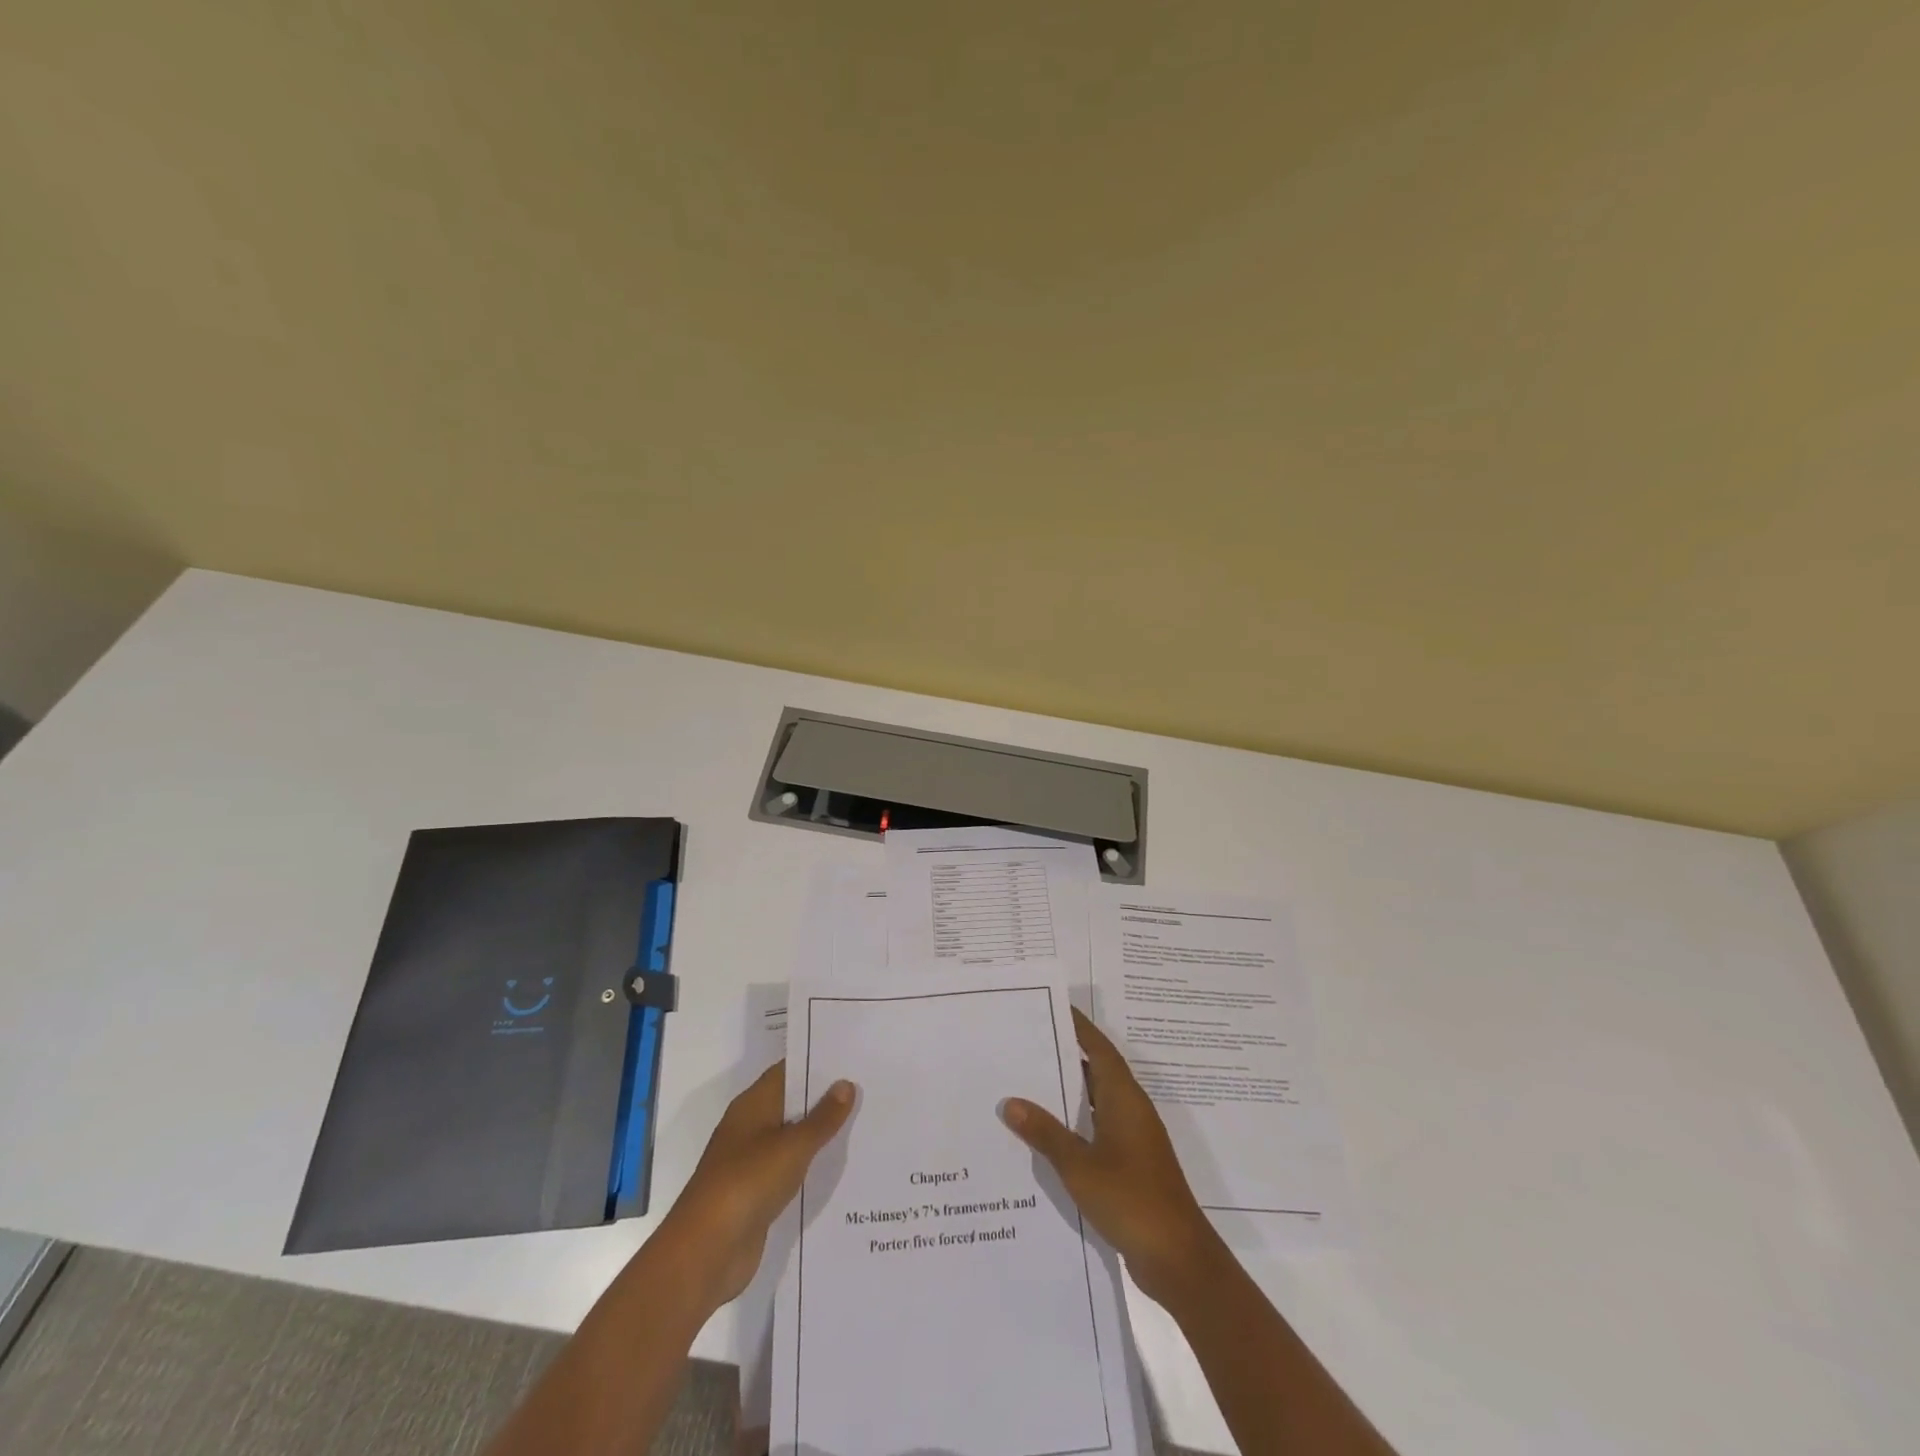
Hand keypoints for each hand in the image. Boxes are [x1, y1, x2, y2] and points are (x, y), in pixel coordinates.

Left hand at [657, 1062, 854, 1309]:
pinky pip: (790, 1170)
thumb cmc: (747, 1183)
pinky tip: (841, 1167)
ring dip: (821, 1134)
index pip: (788, 1071)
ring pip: (793, 1138)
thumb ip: (822, 1118)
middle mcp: (751, 1127)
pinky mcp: (757, 1194)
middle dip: (826, 1098)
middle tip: (868, 1088)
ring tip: (864, 1123)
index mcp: (753, 1104)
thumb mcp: (792, 1146)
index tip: (852, 1058)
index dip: (818, 1062)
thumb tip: (846, 1084)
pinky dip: (811, 1166)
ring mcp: (752, 1162)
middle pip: (792, 1103)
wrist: (706, 1252)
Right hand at [1002, 1008, 1220, 1303]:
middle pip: (1097, 1071)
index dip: (1078, 1027)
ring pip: (1096, 1102)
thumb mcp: (1079, 1165)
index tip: (1052, 1008)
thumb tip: (1010, 1102)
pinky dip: (1075, 1124)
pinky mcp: (1132, 1164)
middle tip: (1026, 1044)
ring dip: (1068, 1092)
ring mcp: (1134, 1139)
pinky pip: (1098, 1129)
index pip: (1099, 1048)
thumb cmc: (1131, 1199)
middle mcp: (1131, 1110)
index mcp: (1124, 1098)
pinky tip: (1046, 1135)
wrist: (1178, 1259)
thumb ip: (1045, 1133)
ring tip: (1027, 1083)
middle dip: (1066, 1056)